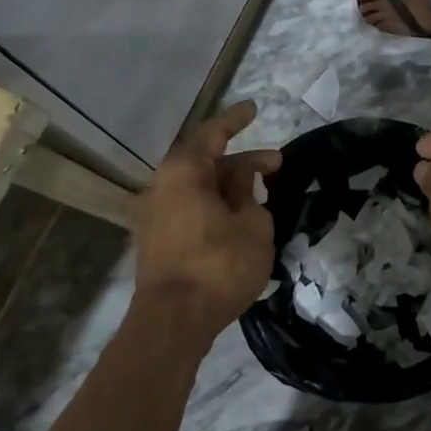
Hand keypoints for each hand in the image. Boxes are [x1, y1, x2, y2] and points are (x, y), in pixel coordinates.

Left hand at [134, 102, 282, 340]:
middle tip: (277, 166)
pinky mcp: (156, 241)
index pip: (213, 133)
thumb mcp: (253, 227)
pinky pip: (189, 209)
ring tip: (261, 196)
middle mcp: (162, 186)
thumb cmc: (218, 266)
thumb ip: (251, 196)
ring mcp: (154, 215)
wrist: (172, 322)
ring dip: (228, 188)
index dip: (236, 120)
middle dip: (243, 163)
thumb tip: (241, 184)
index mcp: (183, 172)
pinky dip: (213, 207)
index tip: (254, 109)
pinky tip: (236, 220)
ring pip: (197, 189)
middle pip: (206, 163)